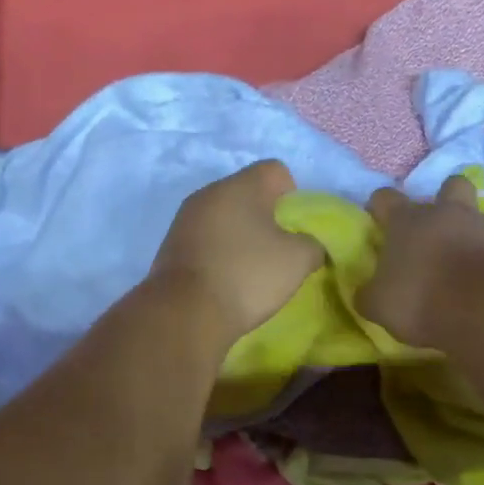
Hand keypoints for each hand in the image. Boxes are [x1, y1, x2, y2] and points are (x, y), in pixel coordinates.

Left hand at [150, 161, 323, 343]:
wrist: (185, 314)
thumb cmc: (247, 276)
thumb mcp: (297, 261)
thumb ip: (312, 244)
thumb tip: (307, 245)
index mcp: (240, 185)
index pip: (276, 170)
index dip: (293, 196)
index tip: (295, 229)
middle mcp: (208, 193)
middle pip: (247, 193)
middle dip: (266, 217)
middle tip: (278, 251)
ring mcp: (184, 219)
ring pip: (224, 217)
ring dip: (240, 236)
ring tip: (251, 269)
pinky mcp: (171, 245)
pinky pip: (205, 239)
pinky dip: (219, 252)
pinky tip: (226, 279)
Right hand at [360, 174, 483, 346]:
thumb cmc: (422, 299)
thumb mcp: (379, 305)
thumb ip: (371, 294)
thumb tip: (366, 292)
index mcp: (408, 221)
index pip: (386, 198)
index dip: (380, 206)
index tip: (378, 219)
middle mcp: (449, 213)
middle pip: (451, 185)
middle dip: (446, 199)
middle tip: (439, 229)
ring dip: (478, 232)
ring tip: (473, 260)